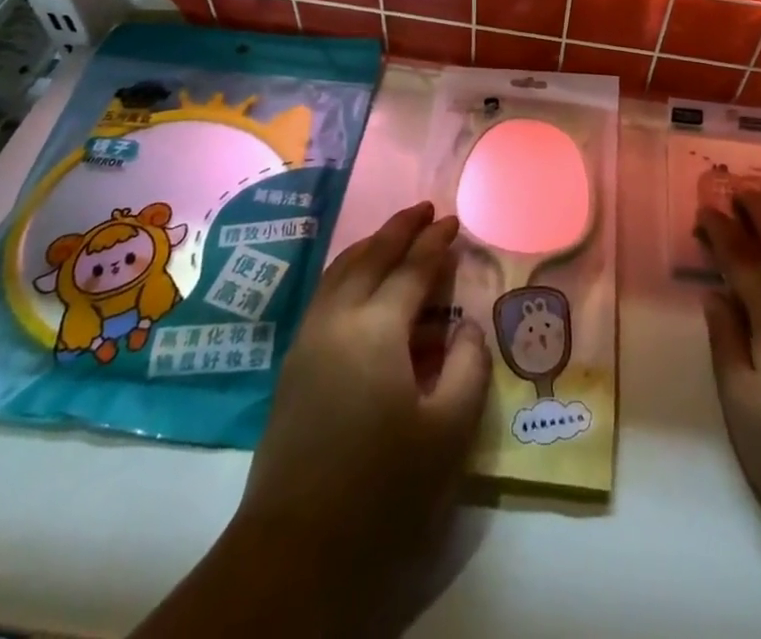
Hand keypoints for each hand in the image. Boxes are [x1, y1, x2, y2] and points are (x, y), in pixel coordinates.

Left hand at [135, 202, 489, 638]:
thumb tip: (468, 328)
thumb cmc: (382, 490)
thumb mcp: (447, 432)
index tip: (454, 220)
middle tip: (424, 209)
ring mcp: (308, 340)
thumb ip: (467, 368)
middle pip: (369, 257)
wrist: (294, 552)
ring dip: (370, 246)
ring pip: (340, 272)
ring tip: (393, 234)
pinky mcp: (293, 366)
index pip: (412, 269)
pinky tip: (360, 283)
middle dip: (399, 229)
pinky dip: (349, 273)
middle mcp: (337, 319)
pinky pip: (326, 295)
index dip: (435, 243)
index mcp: (376, 328)